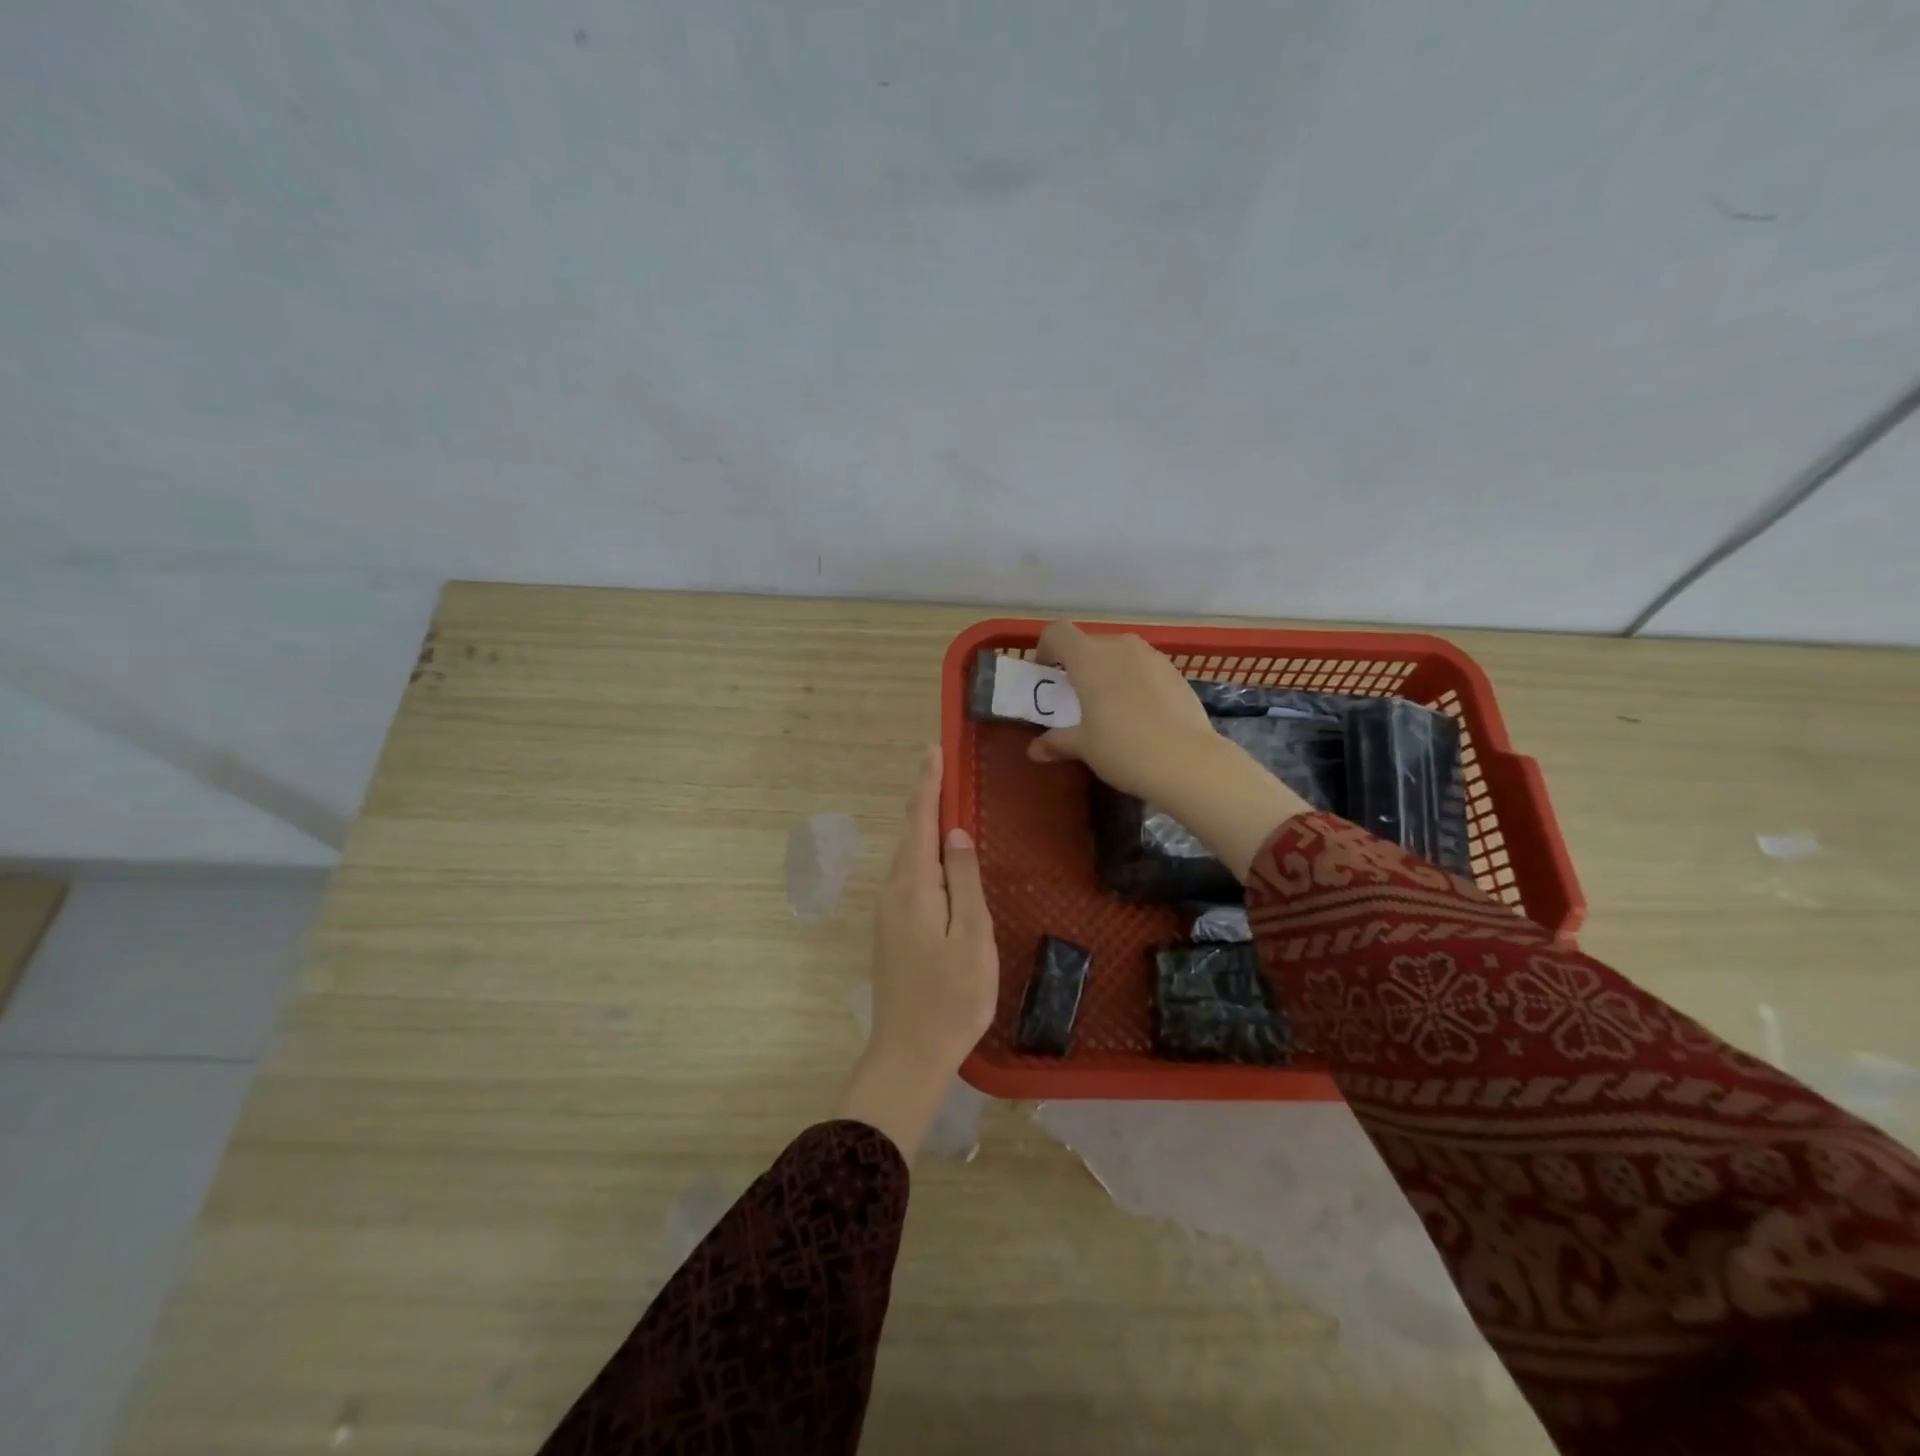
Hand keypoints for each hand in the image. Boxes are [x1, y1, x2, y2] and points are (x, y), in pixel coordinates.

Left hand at [842, 745, 997, 1163]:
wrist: (909, 1054)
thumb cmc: (952, 996)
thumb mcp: (972, 936)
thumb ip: (964, 880)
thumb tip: (956, 833)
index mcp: (913, 887)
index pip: (920, 821)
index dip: (928, 784)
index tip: (934, 750)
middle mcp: (892, 892)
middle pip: (909, 835)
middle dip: (925, 800)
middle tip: (944, 770)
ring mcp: (887, 914)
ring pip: (908, 858)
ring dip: (923, 828)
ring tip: (943, 803)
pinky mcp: (890, 932)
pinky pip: (907, 879)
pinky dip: (922, 856)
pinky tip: (938, 861)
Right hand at [1025, 621, 1218, 800]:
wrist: (1188, 761)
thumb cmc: (1123, 748)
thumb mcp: (1083, 747)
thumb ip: (1056, 741)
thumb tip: (1035, 749)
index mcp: (1089, 658)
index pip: (1057, 633)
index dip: (1045, 649)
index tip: (1045, 674)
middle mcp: (1120, 647)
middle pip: (1089, 643)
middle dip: (1078, 664)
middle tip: (1076, 696)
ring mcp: (1152, 657)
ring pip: (1120, 654)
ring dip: (1108, 671)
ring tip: (1110, 705)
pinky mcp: (1175, 672)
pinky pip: (1144, 668)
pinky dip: (1134, 680)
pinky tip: (1140, 713)